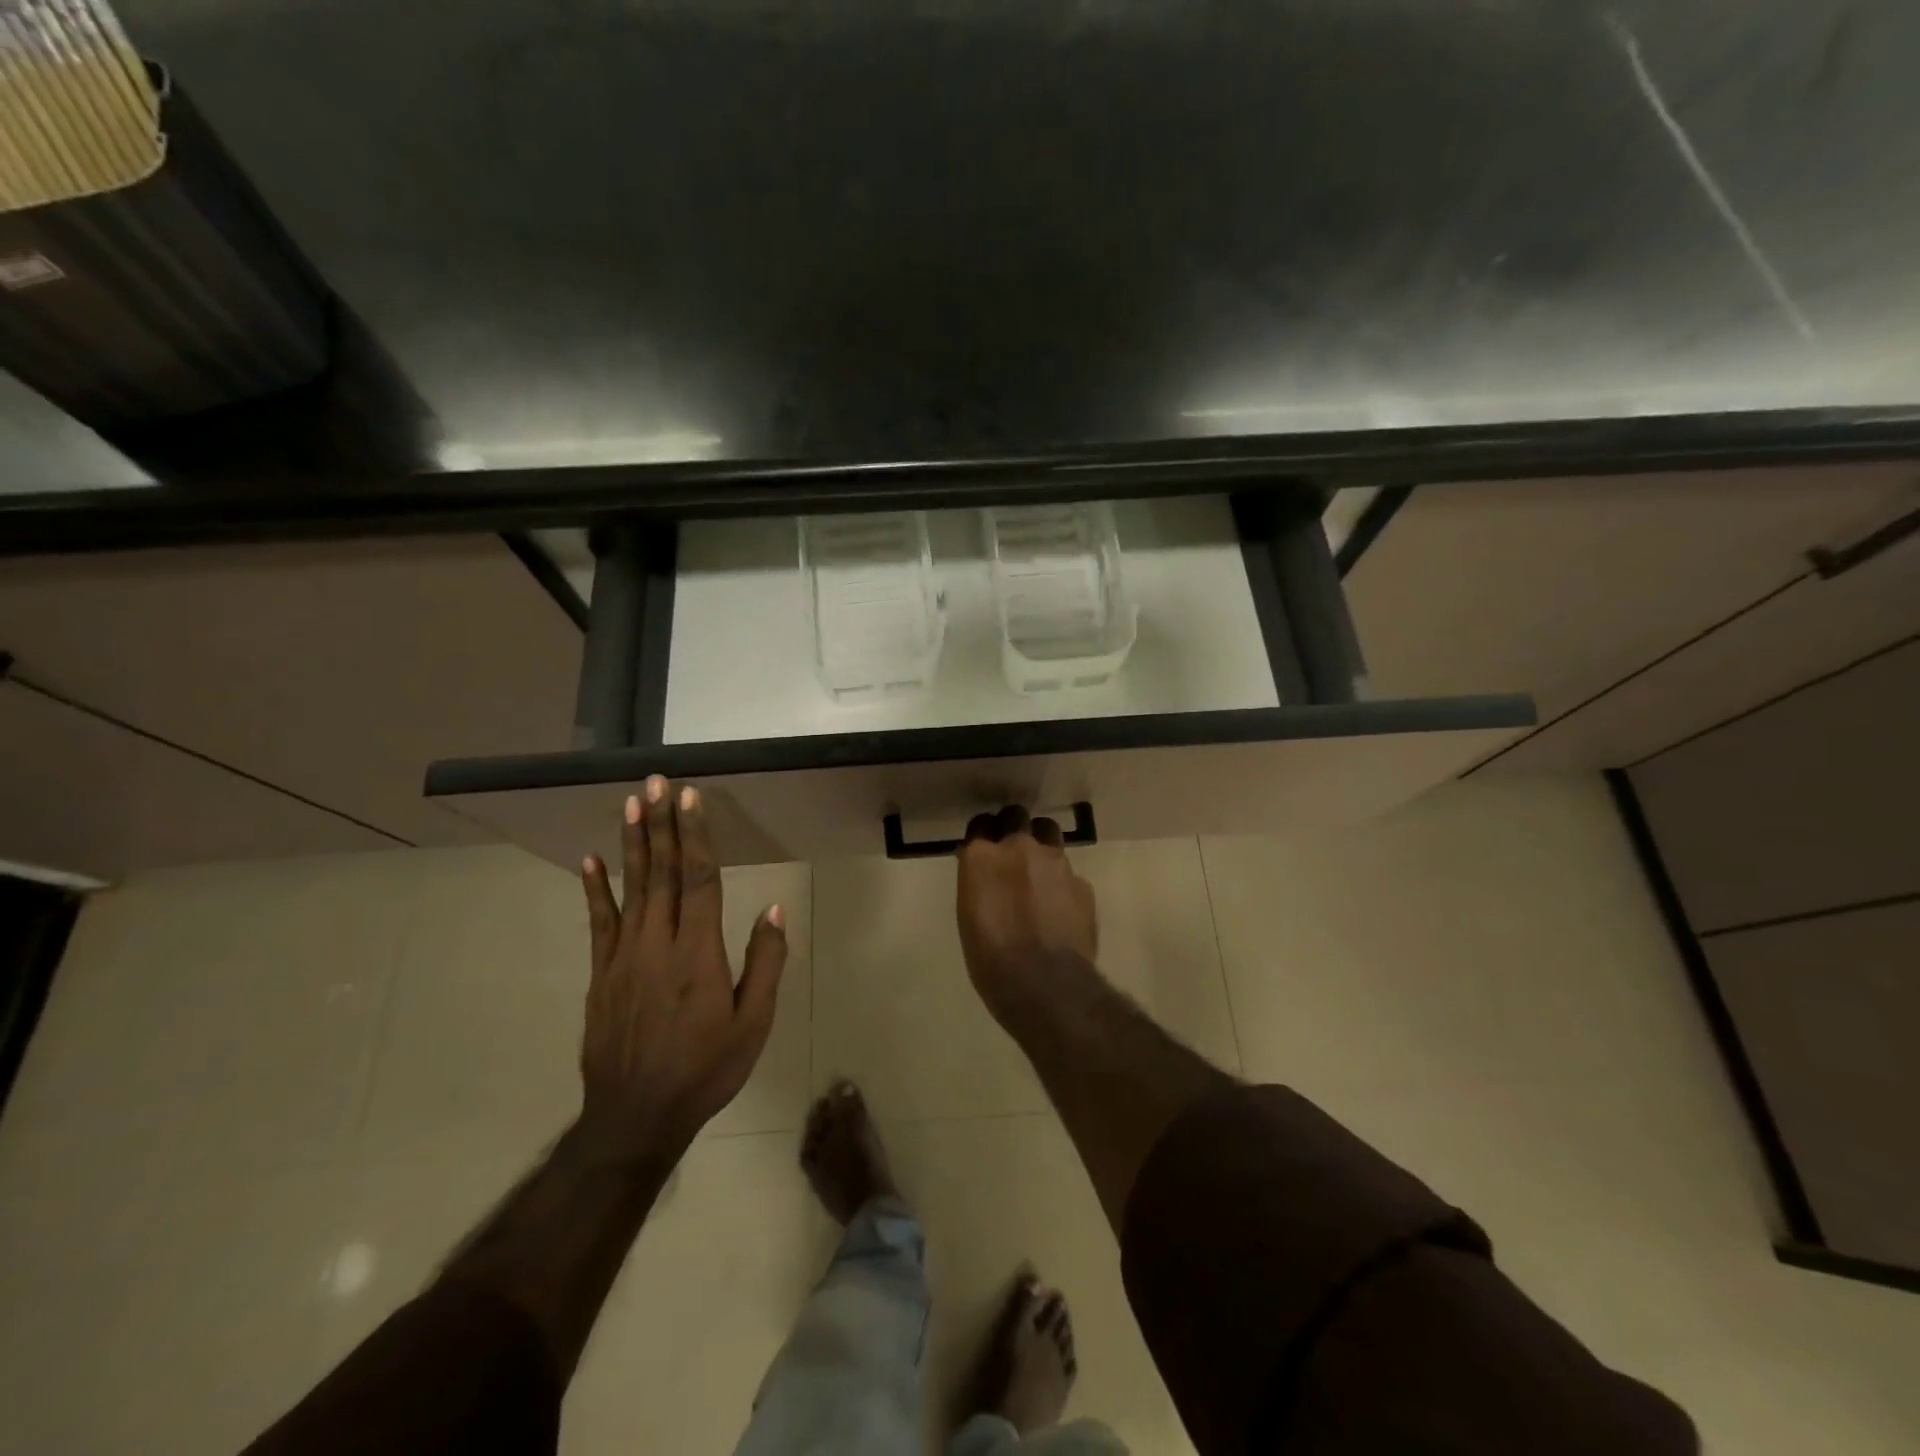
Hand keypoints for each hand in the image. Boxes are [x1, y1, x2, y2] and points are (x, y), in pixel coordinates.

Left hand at [575, 777, 786, 1162]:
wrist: (635, 1117)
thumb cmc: (706, 1069)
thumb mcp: (753, 1023)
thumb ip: (764, 963)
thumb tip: (773, 910)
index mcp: (699, 953)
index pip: (699, 879)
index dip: (695, 836)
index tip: (691, 798)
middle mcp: (658, 943)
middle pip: (662, 873)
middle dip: (662, 824)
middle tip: (656, 783)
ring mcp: (623, 957)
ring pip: (630, 888)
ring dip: (633, 843)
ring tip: (631, 804)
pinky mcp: (601, 974)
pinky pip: (599, 922)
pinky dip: (596, 889)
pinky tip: (591, 860)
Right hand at [955, 806, 1097, 1024]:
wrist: (1045, 985)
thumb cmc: (991, 960)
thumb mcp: (969, 917)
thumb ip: (978, 883)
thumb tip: (985, 874)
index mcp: (981, 857)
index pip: (980, 825)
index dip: (983, 836)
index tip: (983, 850)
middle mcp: (1018, 847)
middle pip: (1016, 817)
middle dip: (1014, 829)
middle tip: (1012, 855)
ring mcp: (1055, 861)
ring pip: (1048, 834)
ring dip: (1041, 847)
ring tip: (1040, 875)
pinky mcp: (1082, 882)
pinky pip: (1069, 872)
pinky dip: (1062, 883)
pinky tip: (1060, 907)